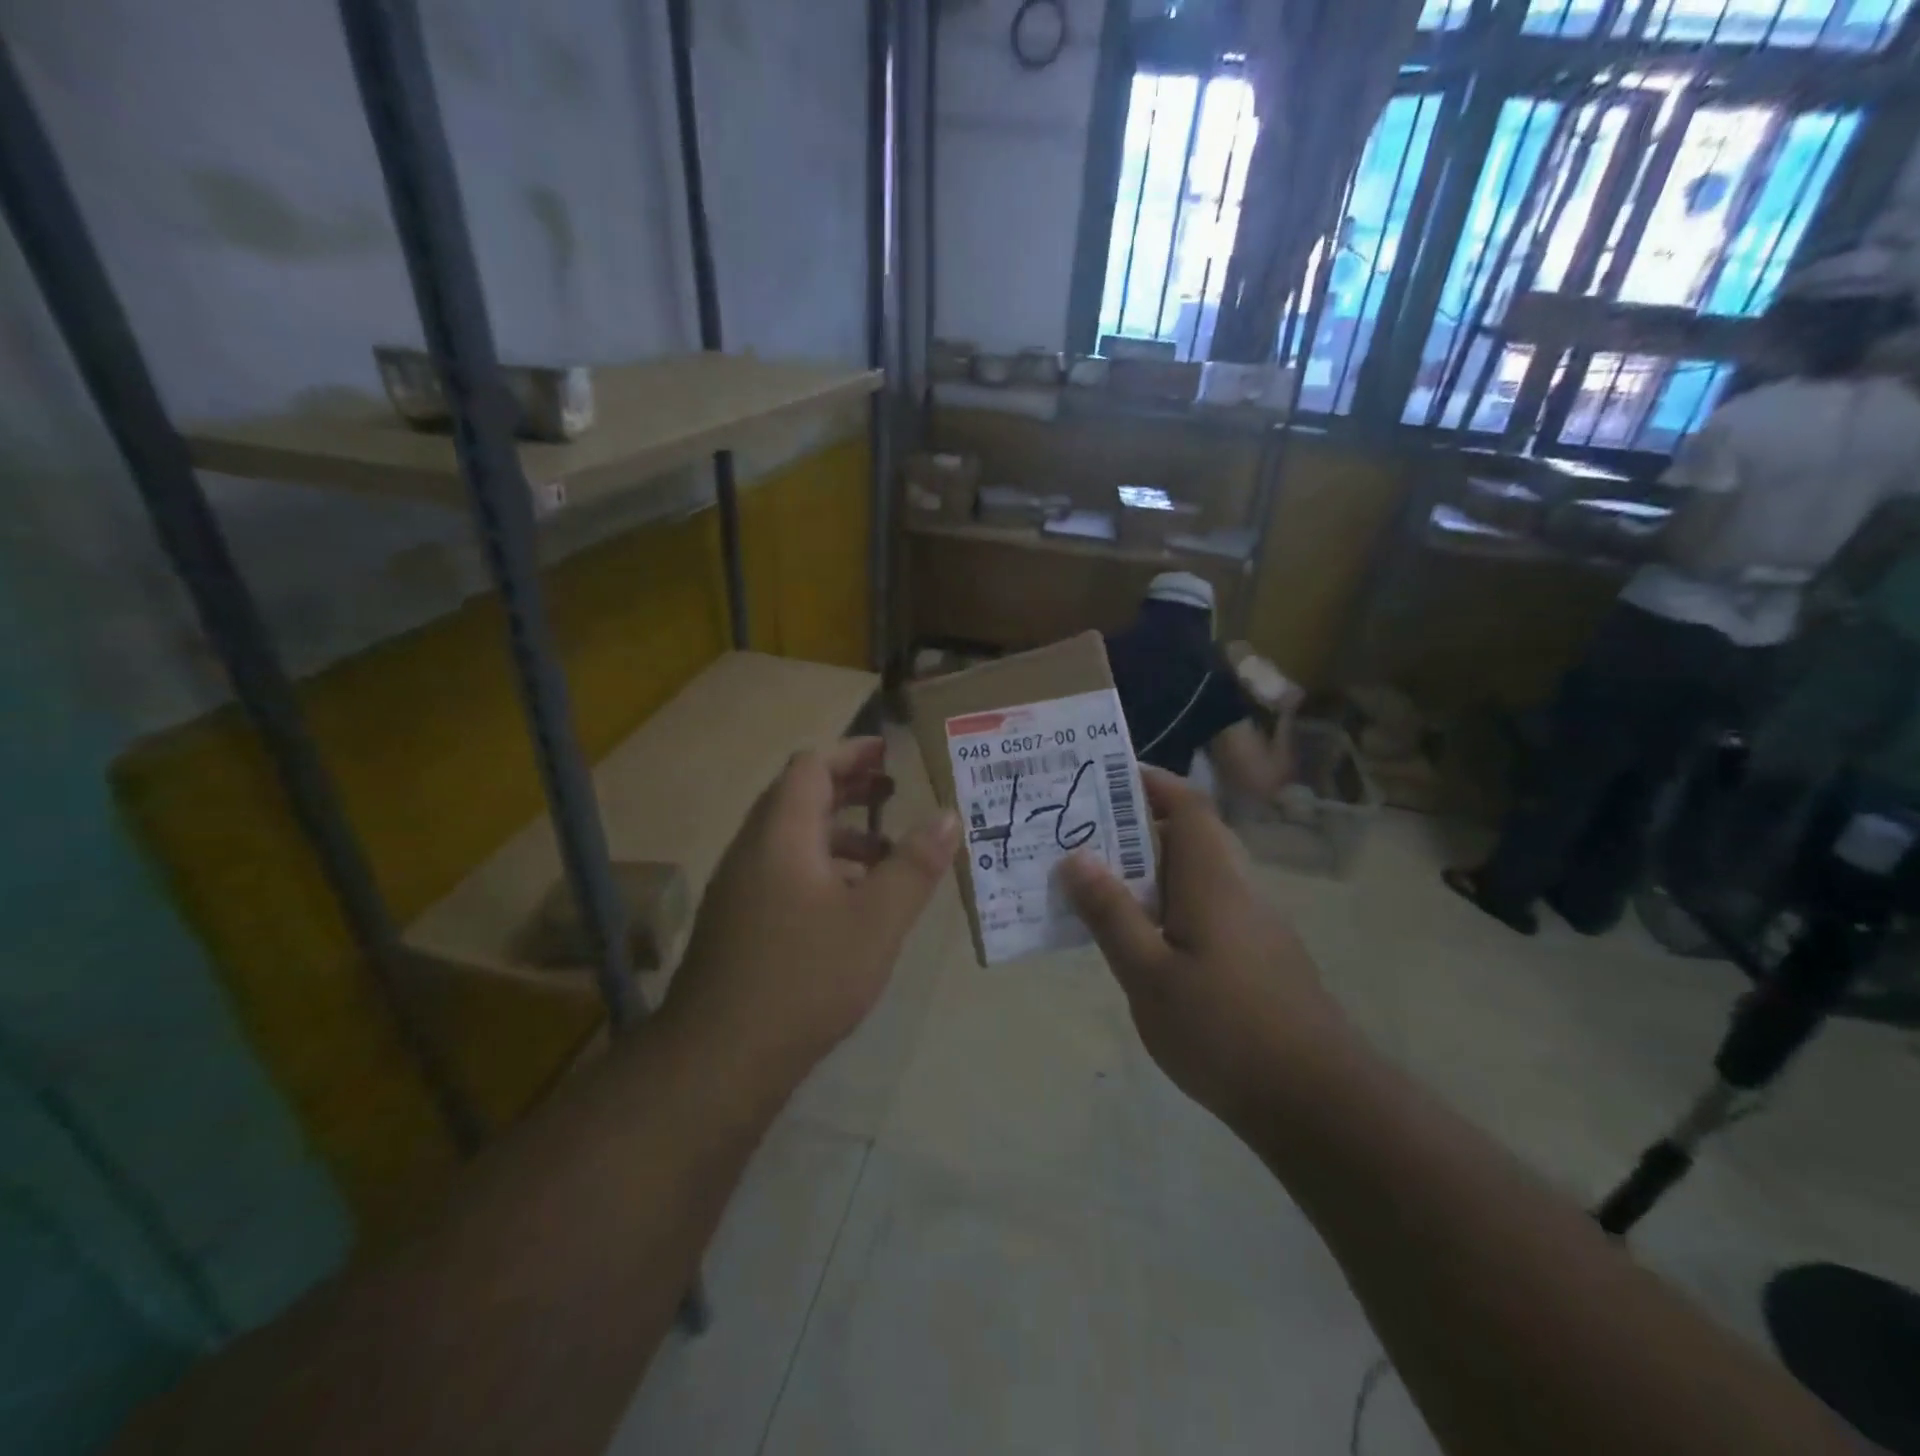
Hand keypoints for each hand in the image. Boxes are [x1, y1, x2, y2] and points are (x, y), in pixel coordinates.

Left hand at [664, 738, 959, 1091]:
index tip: (888, 752)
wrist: (721, 1056)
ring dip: (836, 832)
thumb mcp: (877, 920)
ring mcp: (739, 887)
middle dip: (847, 788)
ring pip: (790, 838)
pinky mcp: (737, 921)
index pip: (810, 767)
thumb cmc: (805, 976)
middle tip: (892, 791)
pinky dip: (819, 866)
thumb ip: (915, 865)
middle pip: (797, 797)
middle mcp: (752, 849)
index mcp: (782, 835)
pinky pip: (781, 870)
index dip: (850, 753)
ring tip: (884, 853)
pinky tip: (850, 902)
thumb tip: (949, 814)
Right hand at [1058, 768, 1339, 1128]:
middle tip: (1083, 831)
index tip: (1103, 776)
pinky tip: (1140, 936)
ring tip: (1098, 879)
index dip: (1149, 781)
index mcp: (1212, 878)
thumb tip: (1075, 856)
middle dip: (1138, 823)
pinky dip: (1168, 902)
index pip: (1186, 804)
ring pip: (1197, 873)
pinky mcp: (1258, 956)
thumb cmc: (1224, 1030)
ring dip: (1151, 866)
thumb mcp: (1149, 974)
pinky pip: (1205, 906)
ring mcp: (1254, 923)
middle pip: (1190, 834)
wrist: (1316, 1101)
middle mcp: (1237, 888)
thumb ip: (1111, 913)